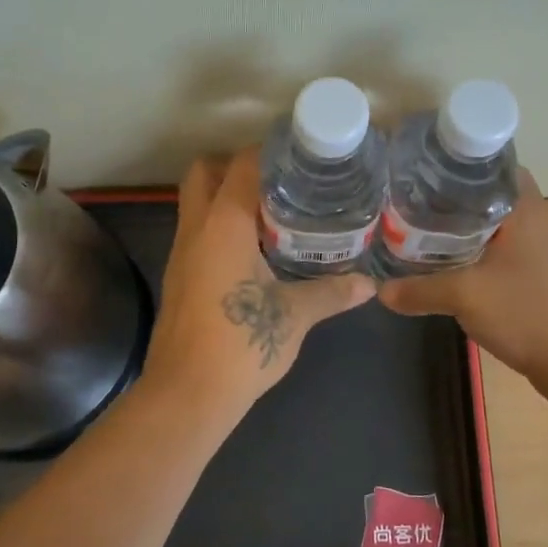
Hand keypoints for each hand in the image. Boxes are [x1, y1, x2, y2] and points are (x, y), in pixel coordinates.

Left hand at [141, 149, 376, 417]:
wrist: (187, 394)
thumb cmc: (241, 343)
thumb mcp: (295, 315)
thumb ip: (331, 292)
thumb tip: (368, 285)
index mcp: (223, 224)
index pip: (240, 165)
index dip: (267, 152)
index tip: (298, 155)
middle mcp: (195, 229)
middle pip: (203, 173)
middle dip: (234, 167)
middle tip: (277, 182)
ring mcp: (181, 254)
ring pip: (196, 204)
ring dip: (226, 199)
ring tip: (272, 212)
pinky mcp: (178, 278)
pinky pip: (197, 233)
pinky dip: (220, 228)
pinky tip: (253, 251)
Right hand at [378, 169, 547, 377]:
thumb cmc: (525, 312)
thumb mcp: (464, 296)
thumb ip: (419, 290)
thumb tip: (380, 290)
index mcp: (525, 210)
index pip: (495, 165)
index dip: (462, 164)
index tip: (427, 170)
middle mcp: (535, 222)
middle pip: (490, 195)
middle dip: (453, 197)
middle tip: (415, 200)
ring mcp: (538, 251)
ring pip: (493, 226)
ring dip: (463, 227)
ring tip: (422, 229)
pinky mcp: (536, 276)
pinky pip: (498, 251)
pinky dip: (474, 252)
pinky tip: (448, 264)